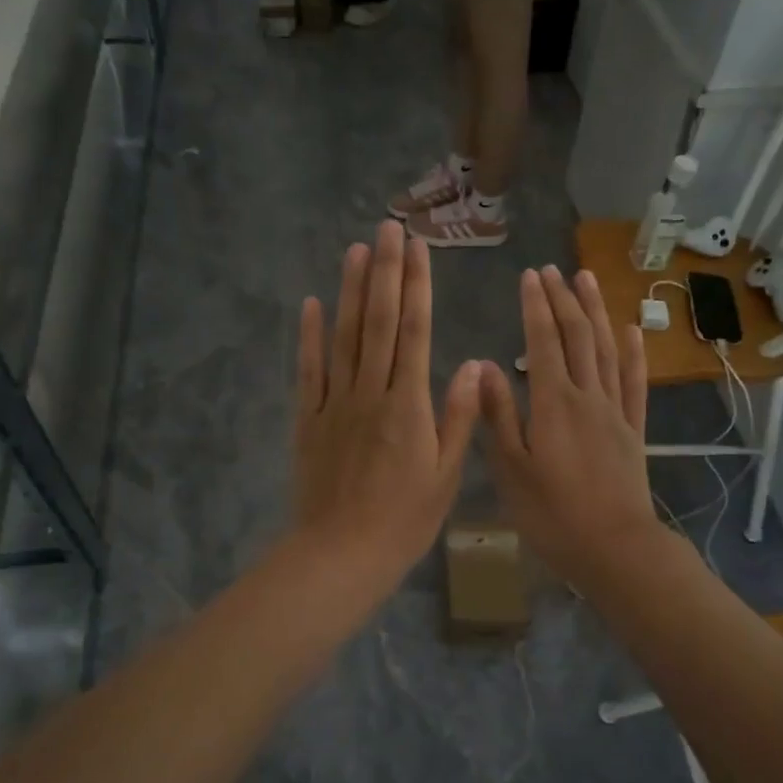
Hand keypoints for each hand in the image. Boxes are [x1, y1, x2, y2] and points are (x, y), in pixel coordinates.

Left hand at [294, 221, 480, 596]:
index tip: (417, 249)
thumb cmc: (404, 520)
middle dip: (384, 272)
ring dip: (349, 291)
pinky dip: (309, 336)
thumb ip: (459, 416)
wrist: (341, 553)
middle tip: (386, 228)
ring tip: (355, 250)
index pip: (413, 332)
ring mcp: (334, 403)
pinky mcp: (308, 419)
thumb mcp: (445, 474)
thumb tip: (474, 363)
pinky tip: (311, 304)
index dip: (416, 286)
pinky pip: (308, 371)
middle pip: (376, 322)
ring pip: (343, 337)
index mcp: (408, 405)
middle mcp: (370, 392)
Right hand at [479, 267, 661, 585]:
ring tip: (588, 280)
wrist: (615, 548)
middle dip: (564, 300)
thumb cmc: (552, 514)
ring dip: (596, 312)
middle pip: (576, 336)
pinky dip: (632, 353)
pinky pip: (634, 382)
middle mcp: (586, 396)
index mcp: (552, 403)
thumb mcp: (511, 468)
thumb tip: (483, 366)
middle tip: (554, 269)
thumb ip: (498, 415)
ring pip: (606, 350)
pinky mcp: (633, 430)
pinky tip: (630, 330)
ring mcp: (615, 411)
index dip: (536, 306)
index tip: (530, 276)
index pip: (543, 341)